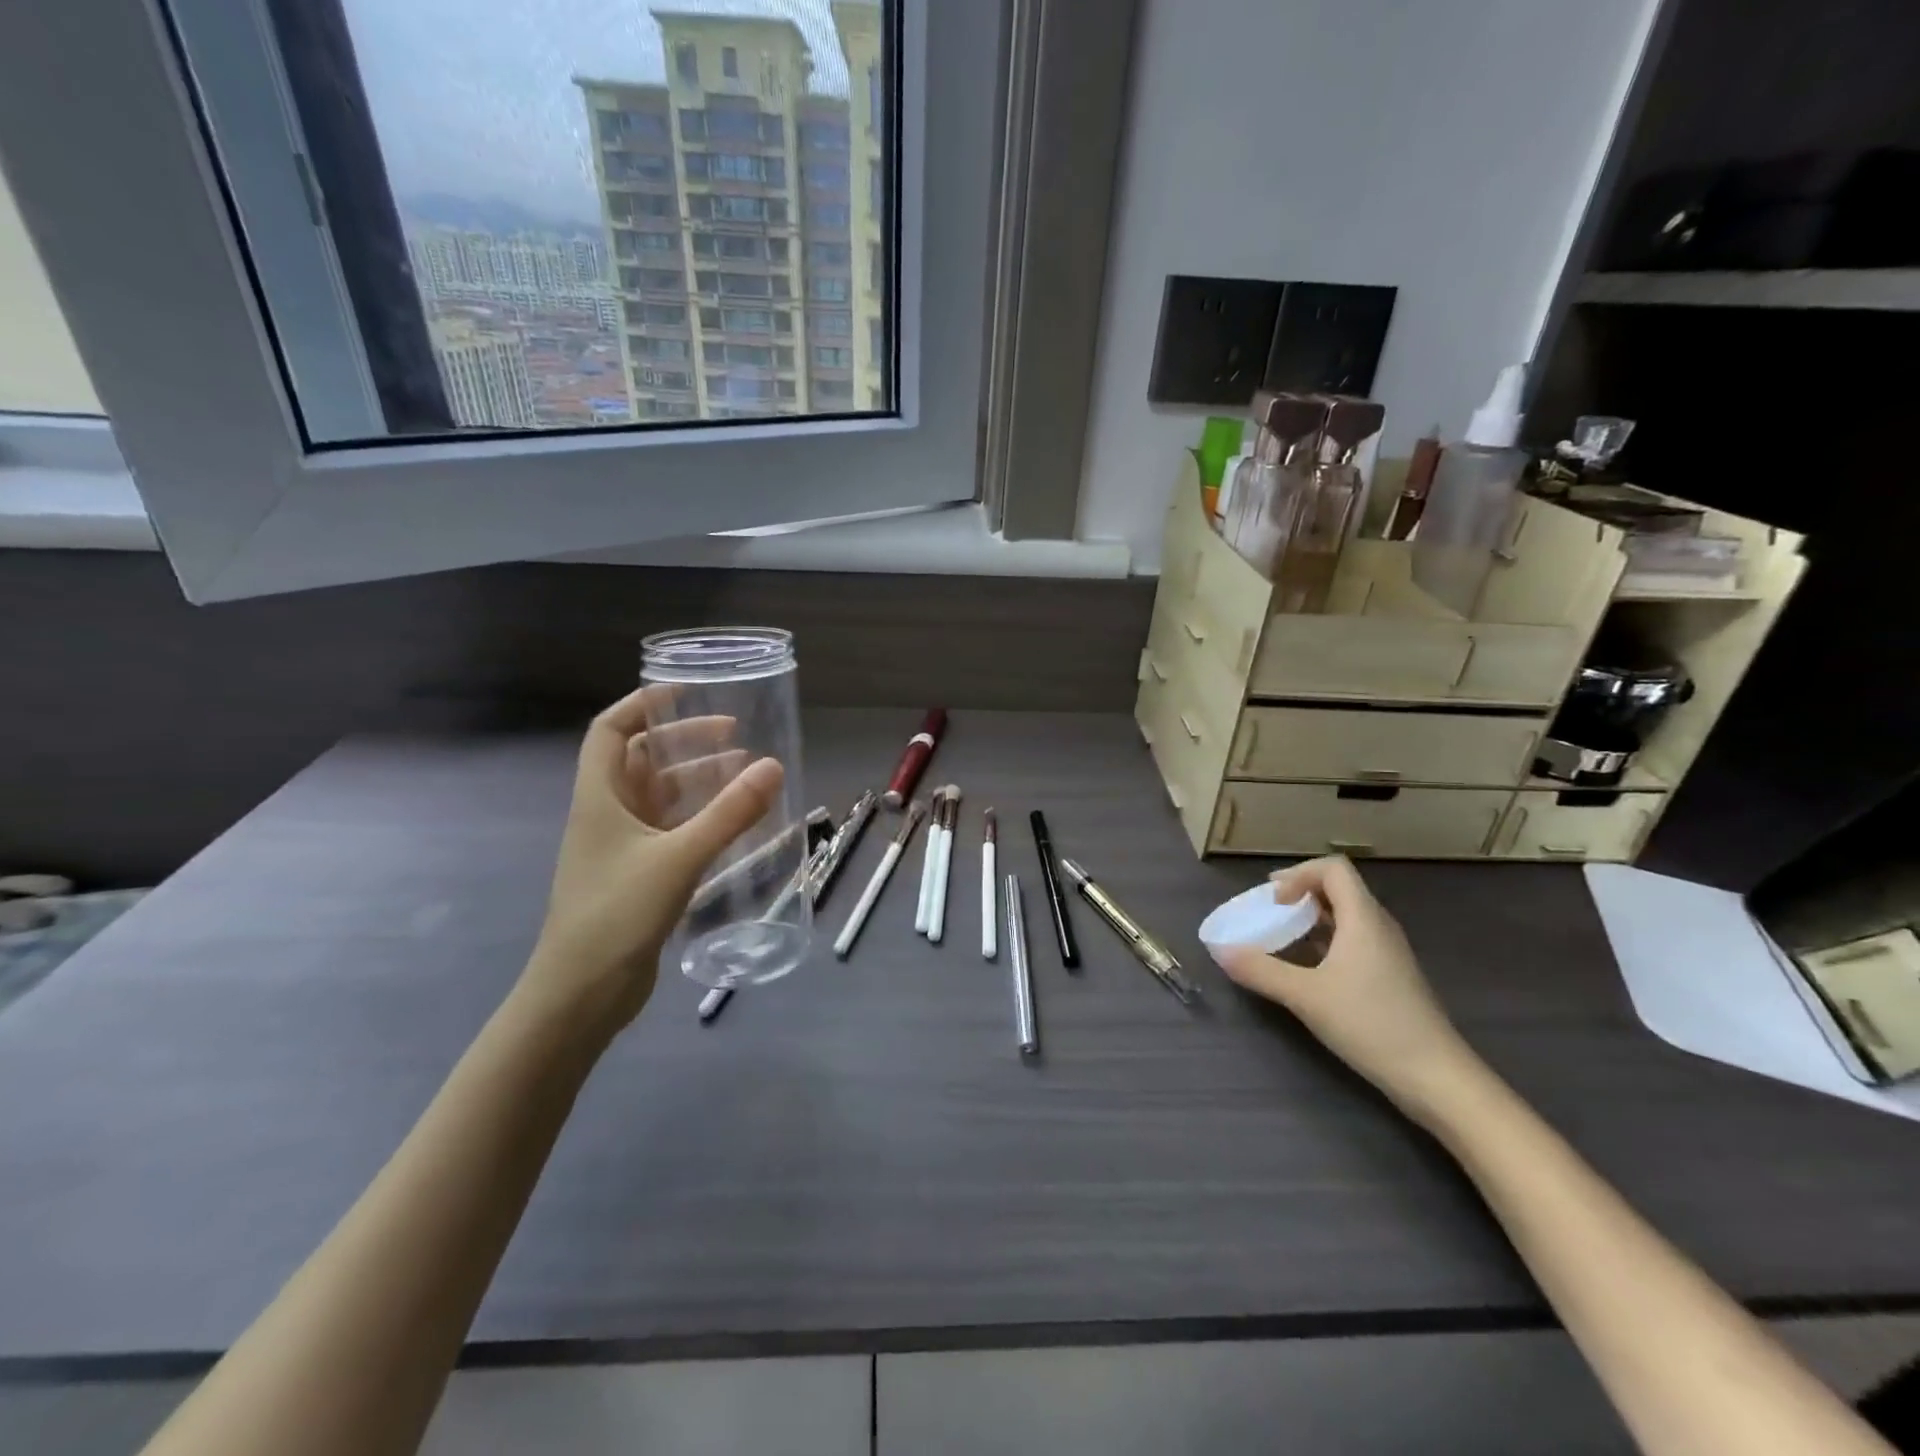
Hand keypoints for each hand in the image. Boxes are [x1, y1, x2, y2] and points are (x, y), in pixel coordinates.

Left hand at [523, 686, 783, 1033]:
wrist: (581, 994)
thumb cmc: (617, 914)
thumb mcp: (678, 857)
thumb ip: (728, 813)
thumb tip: (773, 767)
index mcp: (599, 798)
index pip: (610, 731)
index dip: (642, 704)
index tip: (685, 692)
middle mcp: (608, 815)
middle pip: (643, 761)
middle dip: (686, 742)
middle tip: (735, 735)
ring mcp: (622, 848)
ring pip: (662, 798)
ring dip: (699, 781)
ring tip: (746, 774)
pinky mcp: (639, 876)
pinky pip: (673, 831)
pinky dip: (701, 818)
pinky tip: (734, 822)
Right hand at [1211, 856, 1483, 1124]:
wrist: (1437, 1077)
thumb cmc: (1371, 1024)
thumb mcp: (1306, 996)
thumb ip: (1260, 970)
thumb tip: (1219, 951)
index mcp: (1363, 918)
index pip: (1333, 869)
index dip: (1298, 874)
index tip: (1273, 900)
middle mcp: (1379, 926)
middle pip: (1340, 888)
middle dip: (1300, 892)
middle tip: (1269, 911)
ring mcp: (1388, 952)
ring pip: (1347, 915)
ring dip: (1312, 917)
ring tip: (1282, 935)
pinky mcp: (1391, 976)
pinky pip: (1354, 940)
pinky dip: (1326, 940)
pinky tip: (1308, 967)